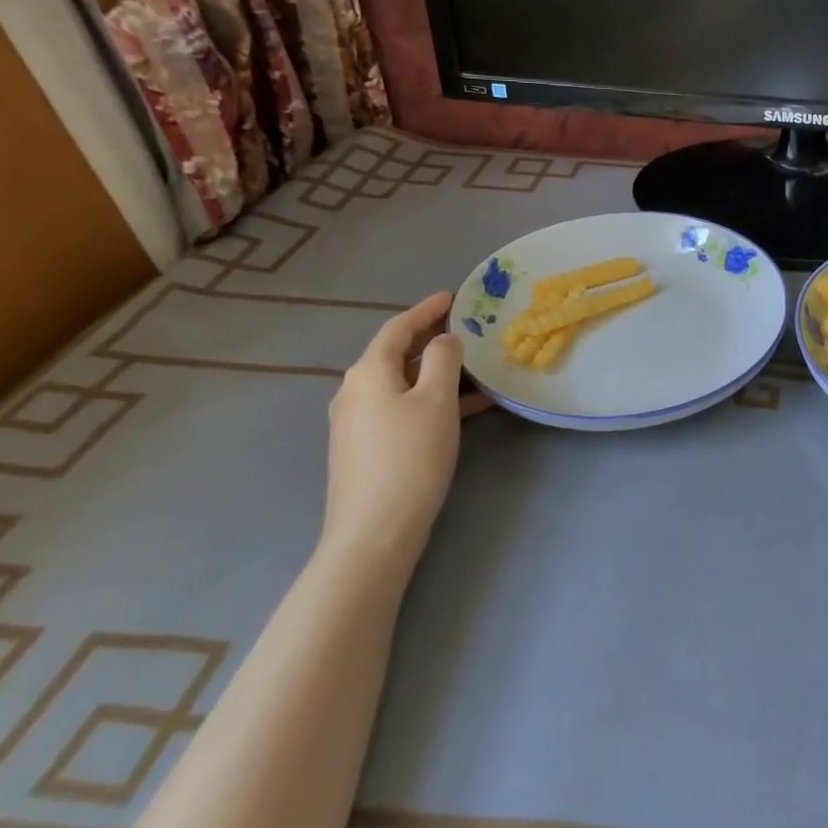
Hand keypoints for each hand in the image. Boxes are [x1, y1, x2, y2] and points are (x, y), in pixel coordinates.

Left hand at [324, 293, 490, 572]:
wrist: (374, 531)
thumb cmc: (410, 456)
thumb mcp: (436, 400)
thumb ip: (442, 360)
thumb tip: (444, 340)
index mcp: (369, 372)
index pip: (398, 327)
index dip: (426, 309)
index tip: (452, 296)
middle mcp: (354, 390)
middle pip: (395, 353)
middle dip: (430, 338)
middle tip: (465, 327)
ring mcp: (356, 421)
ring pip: (400, 382)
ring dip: (434, 371)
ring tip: (473, 367)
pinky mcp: (364, 447)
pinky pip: (400, 406)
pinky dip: (428, 398)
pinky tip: (462, 408)